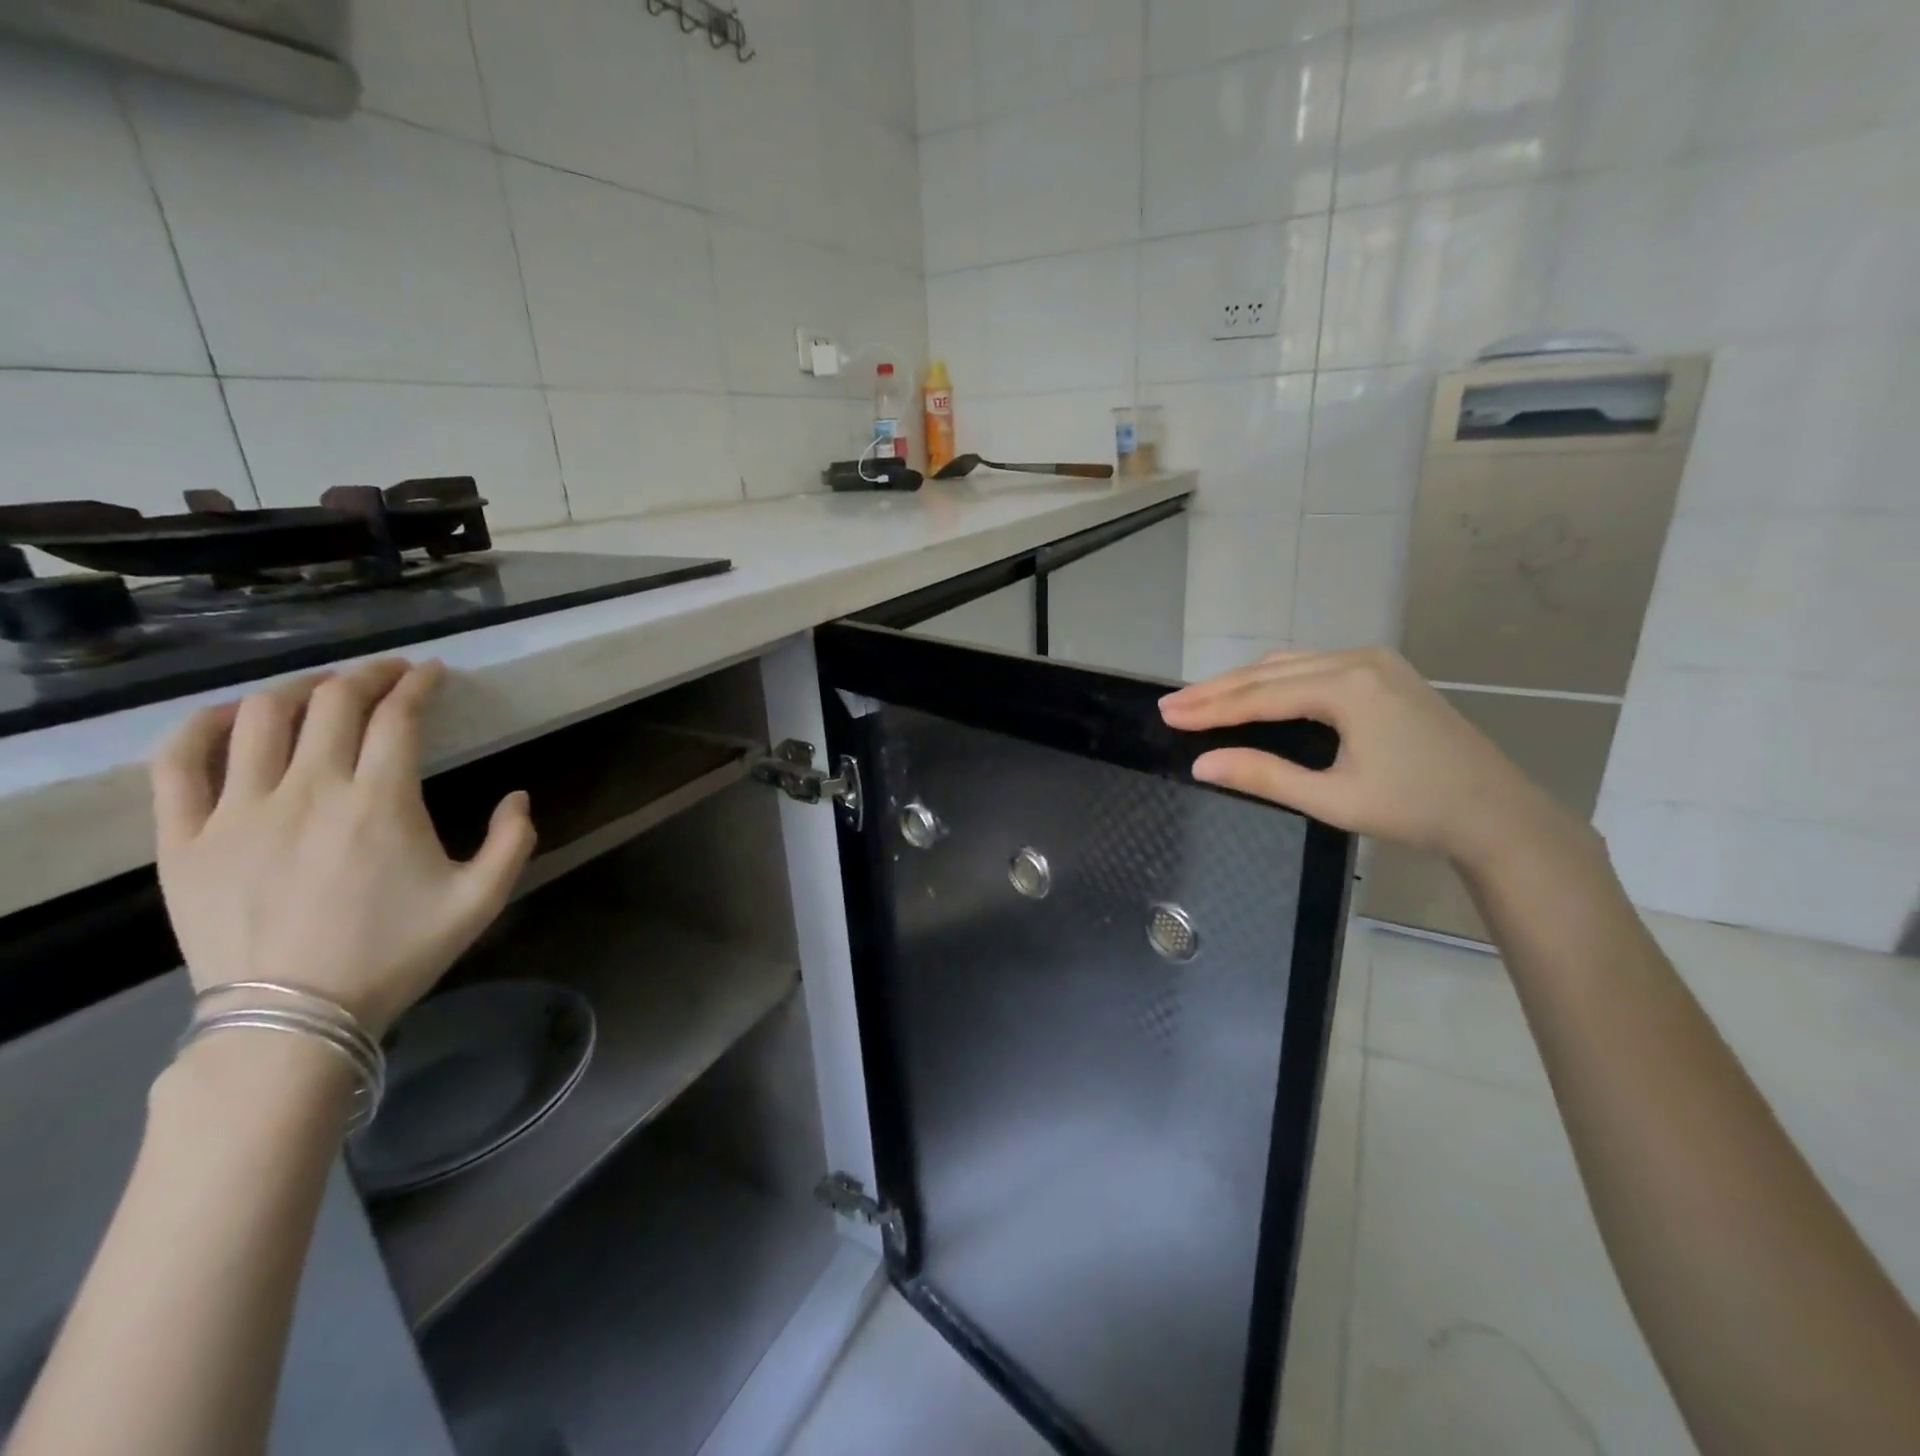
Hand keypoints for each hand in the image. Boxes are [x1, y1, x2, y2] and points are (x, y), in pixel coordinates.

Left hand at [150, 659, 535, 1035]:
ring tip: (321, 691)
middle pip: (332, 703)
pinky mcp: (186, 838)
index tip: (433, 673)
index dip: (419, 685)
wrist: (294, 1019)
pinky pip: (179, 763)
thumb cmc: (395, 954)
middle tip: (389, 673)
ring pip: (260, 718)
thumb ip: (513, 842)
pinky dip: (203, 725)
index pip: (398, 717)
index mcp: (381, 802)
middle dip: (367, 675)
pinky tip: (231, 716)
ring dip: (298, 690)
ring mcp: (239, 811)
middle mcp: (309, 790)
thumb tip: (518, 798)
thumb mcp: (481, 901)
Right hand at [1159, 648, 1570, 868]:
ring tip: (1201, 699)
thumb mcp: (1332, 799)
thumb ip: (1263, 776)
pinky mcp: (1384, 674)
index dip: (1209, 707)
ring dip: (1243, 682)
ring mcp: (1375, 663)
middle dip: (1216, 690)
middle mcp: (1358, 661)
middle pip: (1269, 672)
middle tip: (1170, 704)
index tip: (1166, 713)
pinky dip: (1274, 680)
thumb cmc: (1415, 810)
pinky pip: (1313, 667)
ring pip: (1290, 665)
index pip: (1259, 695)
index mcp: (1347, 686)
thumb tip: (1201, 764)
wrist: (1498, 814)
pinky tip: (1255, 691)